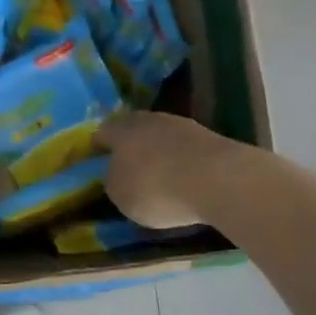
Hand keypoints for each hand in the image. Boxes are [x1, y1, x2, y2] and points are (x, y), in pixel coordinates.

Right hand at [96, 110, 237, 228]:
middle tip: (127, 165)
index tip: (96, 159)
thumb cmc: (156, 188)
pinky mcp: (211, 139)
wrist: (219, 180)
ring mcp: (183, 126)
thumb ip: (114, 181)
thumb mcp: (120, 194)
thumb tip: (118, 174)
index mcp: (121, 130)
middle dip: (130, 145)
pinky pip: (187, 149)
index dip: (98, 146)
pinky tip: (184, 178)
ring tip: (159, 175)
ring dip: (159, 152)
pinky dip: (183, 162)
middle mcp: (149, 120)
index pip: (102, 133)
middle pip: (134, 129)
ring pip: (162, 137)